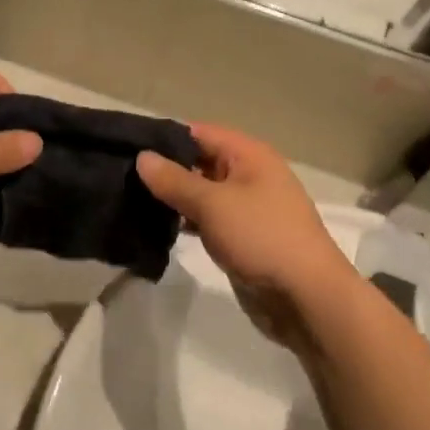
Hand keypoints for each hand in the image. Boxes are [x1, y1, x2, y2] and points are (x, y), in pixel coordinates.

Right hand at [136, 123, 362, 353]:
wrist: (306, 297)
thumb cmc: (261, 237)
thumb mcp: (213, 204)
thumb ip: (175, 180)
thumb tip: (143, 157)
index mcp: (249, 155)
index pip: (199, 133)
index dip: (165, 138)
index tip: (128, 148)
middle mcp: (250, 174)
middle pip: (201, 161)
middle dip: (166, 169)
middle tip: (123, 177)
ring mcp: (248, 208)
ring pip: (203, 193)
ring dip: (174, 198)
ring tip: (132, 201)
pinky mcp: (243, 237)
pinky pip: (209, 219)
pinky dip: (187, 220)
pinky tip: (158, 228)